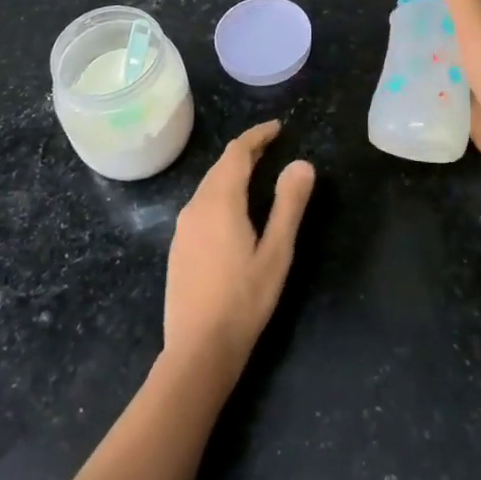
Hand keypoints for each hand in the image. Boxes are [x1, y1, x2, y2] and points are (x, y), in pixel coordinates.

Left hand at [163, 121, 315, 383]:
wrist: (197, 352)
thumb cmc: (244, 300)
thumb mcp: (277, 252)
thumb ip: (288, 205)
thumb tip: (301, 163)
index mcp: (220, 201)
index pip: (237, 152)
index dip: (257, 136)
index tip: (277, 128)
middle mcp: (196, 206)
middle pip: (220, 166)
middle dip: (246, 152)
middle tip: (272, 146)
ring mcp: (183, 228)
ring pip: (208, 185)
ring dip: (231, 172)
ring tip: (256, 173)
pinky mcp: (178, 248)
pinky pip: (201, 204)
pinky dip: (220, 192)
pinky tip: (232, 210)